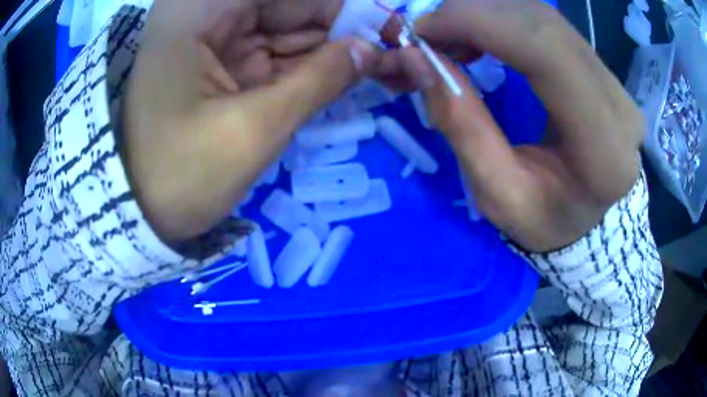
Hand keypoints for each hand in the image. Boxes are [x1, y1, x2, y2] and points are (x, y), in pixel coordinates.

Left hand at [123, 0, 377, 241]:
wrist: (138, 213)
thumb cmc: (178, 176)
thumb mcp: (251, 130)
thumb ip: (317, 81)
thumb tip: (371, 50)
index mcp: (200, 9)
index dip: (345, 5)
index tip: (392, 27)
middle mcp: (208, 11)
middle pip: (293, 5)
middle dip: (346, 27)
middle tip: (398, 53)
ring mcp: (218, 39)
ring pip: (293, 29)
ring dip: (338, 48)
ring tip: (388, 67)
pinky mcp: (226, 64)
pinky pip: (280, 54)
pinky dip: (316, 65)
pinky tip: (352, 75)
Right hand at [385, 0, 643, 250]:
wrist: (590, 219)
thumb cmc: (547, 220)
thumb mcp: (498, 195)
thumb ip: (462, 126)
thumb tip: (418, 60)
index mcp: (602, 147)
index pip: (547, 51)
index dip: (480, 23)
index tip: (422, 30)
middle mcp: (617, 103)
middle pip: (542, 23)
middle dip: (472, 14)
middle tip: (425, 34)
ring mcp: (613, 80)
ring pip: (542, 16)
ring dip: (484, 14)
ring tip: (447, 38)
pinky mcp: (600, 68)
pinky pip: (546, 25)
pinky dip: (501, 19)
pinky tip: (477, 36)